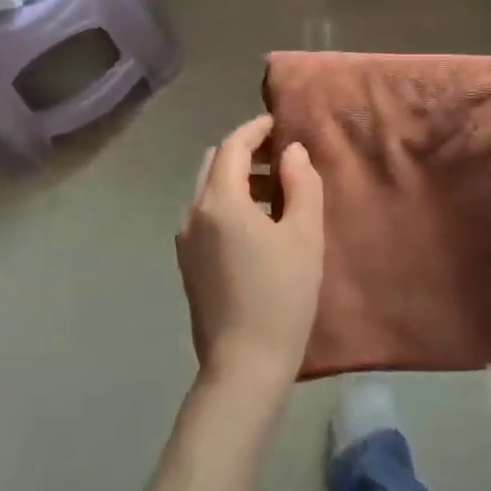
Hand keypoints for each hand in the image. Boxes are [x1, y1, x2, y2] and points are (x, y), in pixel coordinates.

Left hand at [176, 114, 324, 395]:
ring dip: (239, 180)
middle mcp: (194, 213)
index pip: (233, 145)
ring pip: (209, 191)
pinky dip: (230, 205)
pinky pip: (207, 216)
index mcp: (219, 201)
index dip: (257, 129)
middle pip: (215, 164)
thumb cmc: (281, 296)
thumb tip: (291, 151)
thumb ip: (302, 183)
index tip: (281, 123)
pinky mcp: (188, 265)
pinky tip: (259, 228)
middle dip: (246, 153)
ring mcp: (186, 242)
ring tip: (279, 194)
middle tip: (283, 157)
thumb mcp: (305, 235)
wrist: (244, 367)